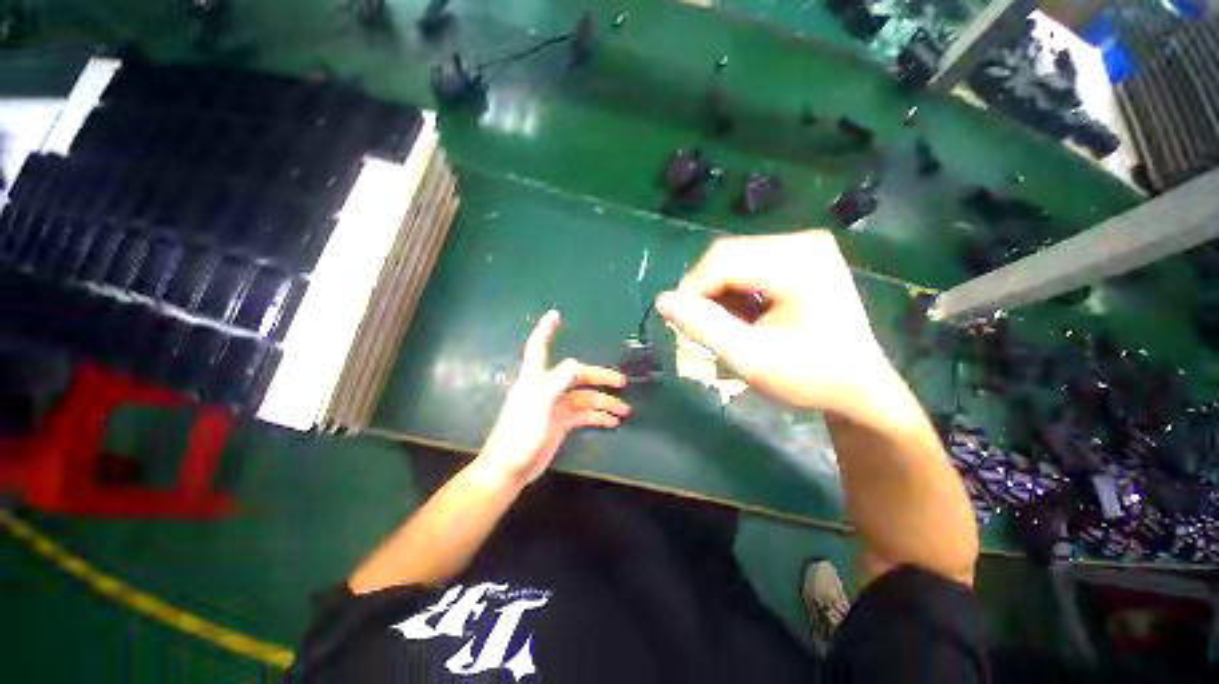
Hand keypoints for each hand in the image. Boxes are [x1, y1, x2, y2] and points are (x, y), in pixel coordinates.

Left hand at [479, 310, 629, 483]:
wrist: (510, 470)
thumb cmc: (520, 435)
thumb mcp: (539, 406)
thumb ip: (557, 382)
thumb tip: (576, 363)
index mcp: (536, 379)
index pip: (539, 347)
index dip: (546, 330)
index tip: (555, 314)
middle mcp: (547, 388)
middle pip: (577, 376)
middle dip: (600, 377)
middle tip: (622, 382)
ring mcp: (556, 406)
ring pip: (585, 398)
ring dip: (604, 402)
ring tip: (624, 410)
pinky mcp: (561, 423)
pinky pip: (584, 415)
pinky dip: (598, 417)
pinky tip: (613, 422)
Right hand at [656, 231, 896, 419]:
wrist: (858, 387)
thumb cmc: (810, 378)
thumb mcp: (751, 359)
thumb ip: (705, 328)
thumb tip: (662, 300)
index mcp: (799, 262)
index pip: (722, 259)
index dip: (692, 290)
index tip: (682, 326)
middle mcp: (802, 242)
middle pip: (726, 256)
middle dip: (705, 294)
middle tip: (705, 331)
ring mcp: (802, 246)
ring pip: (732, 261)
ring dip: (717, 295)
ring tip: (727, 328)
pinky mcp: (798, 257)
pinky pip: (746, 267)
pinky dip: (733, 293)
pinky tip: (743, 317)